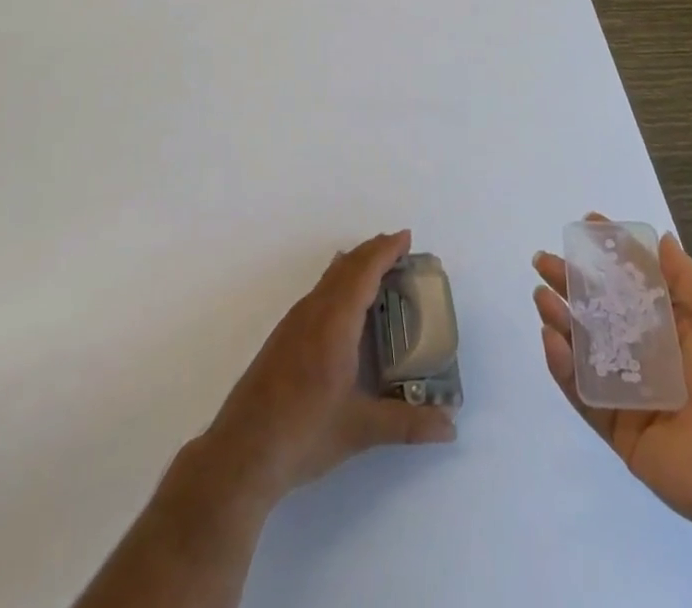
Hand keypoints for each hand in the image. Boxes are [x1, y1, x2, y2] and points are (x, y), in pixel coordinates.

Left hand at [200, 229, 456, 510]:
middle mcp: (313, 312)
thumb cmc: (304, 433)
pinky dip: (338, 283)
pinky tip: (342, 305)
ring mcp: (293, 323)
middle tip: (399, 250)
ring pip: (329, 278)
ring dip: (354, 266)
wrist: (241, 454)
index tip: (406, 238)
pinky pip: (318, 292)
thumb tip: (450, 427)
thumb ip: (407, 424)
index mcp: (334, 322)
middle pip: (346, 266)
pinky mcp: (282, 338)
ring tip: (376, 269)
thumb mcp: (361, 430)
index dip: (385, 250)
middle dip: (373, 252)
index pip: (363, 271)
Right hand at [533, 222, 691, 539]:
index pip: (632, 279)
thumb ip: (686, 277)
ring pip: (583, 346)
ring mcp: (628, 388)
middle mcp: (646, 351)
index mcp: (673, 324)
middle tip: (543, 261)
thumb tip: (662, 238)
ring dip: (560, 318)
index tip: (584, 225)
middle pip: (599, 309)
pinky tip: (552, 339)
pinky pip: (582, 390)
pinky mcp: (615, 424)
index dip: (609, 253)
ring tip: (541, 295)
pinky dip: (563, 365)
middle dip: (570, 282)